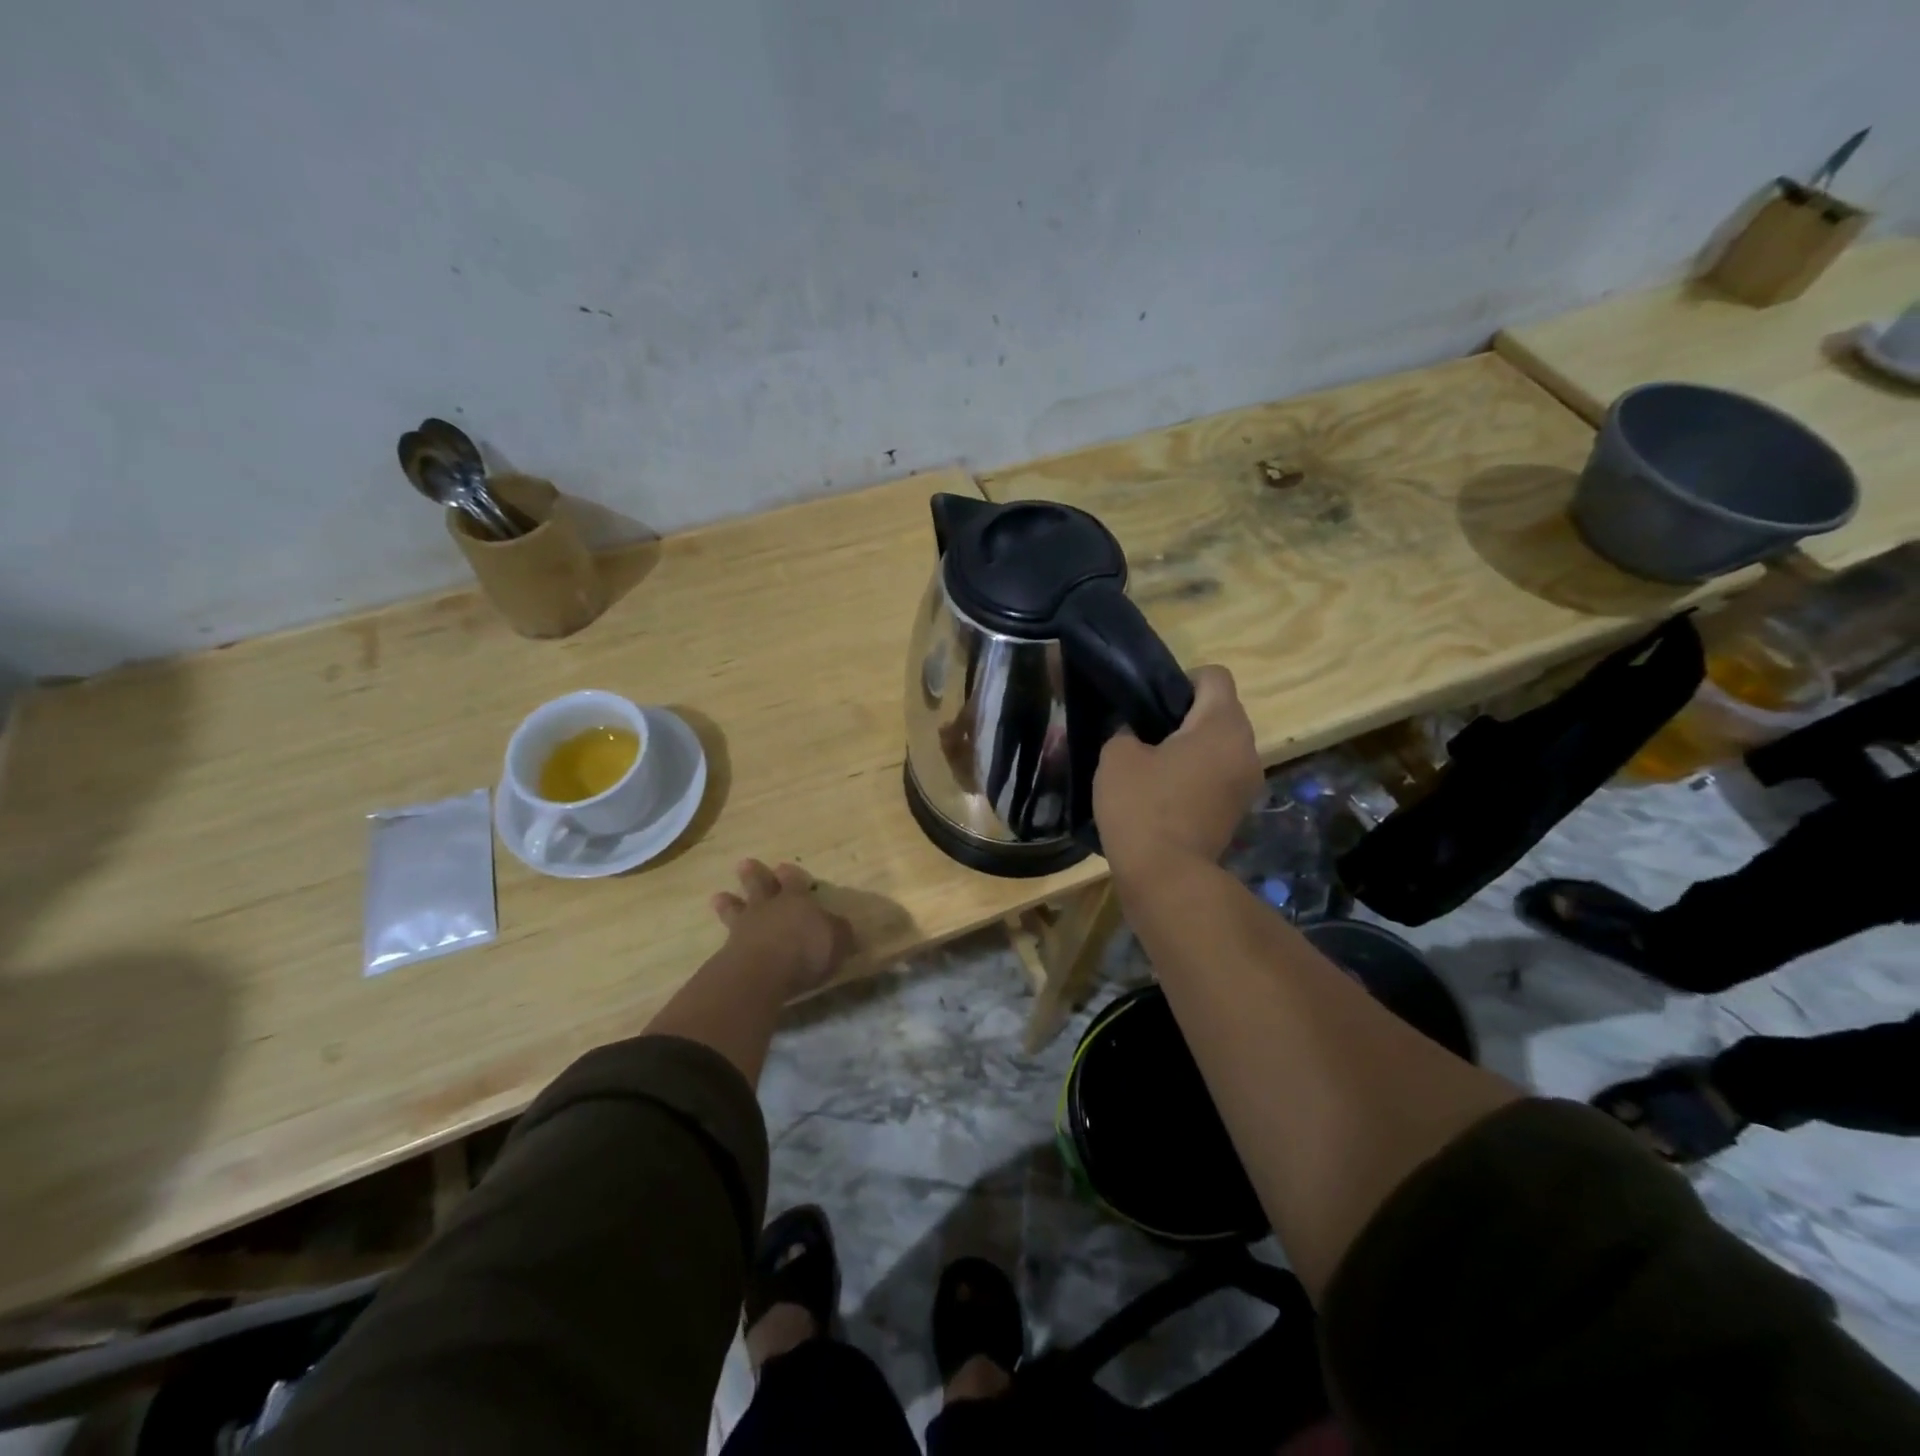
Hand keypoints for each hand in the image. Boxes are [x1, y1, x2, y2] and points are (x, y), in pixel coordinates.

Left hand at [710, 859, 853, 996]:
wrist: (763, 971)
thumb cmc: (806, 950)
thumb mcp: (837, 941)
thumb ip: (839, 933)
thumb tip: (843, 929)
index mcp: (797, 900)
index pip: (794, 882)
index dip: (790, 875)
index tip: (783, 867)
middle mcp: (769, 908)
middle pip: (760, 886)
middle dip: (753, 875)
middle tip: (744, 864)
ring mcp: (745, 927)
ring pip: (736, 908)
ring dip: (729, 902)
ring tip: (719, 896)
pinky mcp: (729, 951)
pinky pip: (727, 937)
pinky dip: (725, 934)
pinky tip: (721, 938)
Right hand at [1093, 665, 1260, 878]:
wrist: (1166, 876)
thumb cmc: (1142, 806)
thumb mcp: (1117, 756)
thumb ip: (1126, 730)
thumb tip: (1135, 732)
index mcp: (1222, 725)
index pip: (1215, 676)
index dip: (1182, 679)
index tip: (1152, 702)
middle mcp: (1247, 748)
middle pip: (1221, 711)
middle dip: (1187, 715)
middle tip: (1146, 733)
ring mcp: (1247, 783)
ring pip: (1222, 746)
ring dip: (1194, 748)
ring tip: (1154, 765)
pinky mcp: (1238, 810)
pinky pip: (1220, 774)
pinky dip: (1198, 775)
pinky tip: (1166, 793)